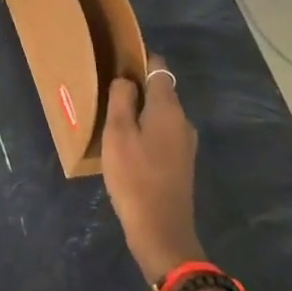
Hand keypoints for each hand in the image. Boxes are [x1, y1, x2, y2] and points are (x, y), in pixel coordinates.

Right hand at [101, 55, 203, 283]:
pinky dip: (145, 131)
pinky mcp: (181, 164)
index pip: (158, 66)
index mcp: (168, 107)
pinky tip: (126, 145)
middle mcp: (182, 120)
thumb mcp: (117, 133)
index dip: (139, 58)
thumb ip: (121, 98)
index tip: (117, 60)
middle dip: (136, 86)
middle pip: (160, 90)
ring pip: (160, 114)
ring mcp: (184, 144)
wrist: (161, 232)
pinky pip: (162, 134)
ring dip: (139, 111)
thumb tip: (126, 80)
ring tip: (112, 118)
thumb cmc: (135, 177)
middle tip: (107, 91)